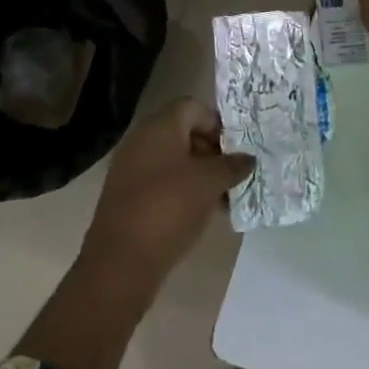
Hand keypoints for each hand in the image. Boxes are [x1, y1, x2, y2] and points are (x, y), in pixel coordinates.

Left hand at [81, 99, 253, 290]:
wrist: (121, 262)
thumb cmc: (169, 209)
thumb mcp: (209, 184)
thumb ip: (232, 166)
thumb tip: (248, 158)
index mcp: (159, 127)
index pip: (193, 107)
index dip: (217, 124)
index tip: (236, 149)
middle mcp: (142, 140)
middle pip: (184, 132)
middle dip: (212, 150)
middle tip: (233, 174)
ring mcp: (132, 168)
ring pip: (174, 160)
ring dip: (200, 173)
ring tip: (223, 198)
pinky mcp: (128, 195)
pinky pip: (162, 181)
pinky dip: (183, 190)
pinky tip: (202, 212)